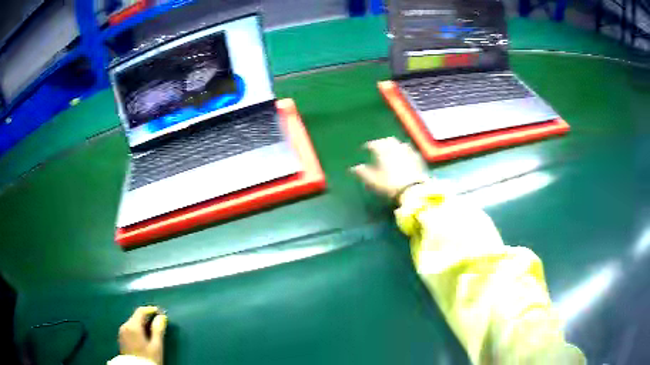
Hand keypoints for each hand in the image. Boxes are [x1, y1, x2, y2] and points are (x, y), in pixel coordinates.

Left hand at [118, 306, 166, 364]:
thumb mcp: (156, 346)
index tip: (160, 312)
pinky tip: (143, 337)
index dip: (151, 310)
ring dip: (141, 324)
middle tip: (157, 322)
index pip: (141, 311)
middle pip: (136, 317)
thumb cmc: (148, 358)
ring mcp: (121, 333)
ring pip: (132, 323)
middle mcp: (124, 326)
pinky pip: (129, 329)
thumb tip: (161, 317)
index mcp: (132, 326)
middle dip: (146, 318)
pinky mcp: (121, 339)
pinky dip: (137, 330)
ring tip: (151, 331)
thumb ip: (158, 330)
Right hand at [352, 137, 428, 201]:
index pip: (374, 144)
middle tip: (378, 147)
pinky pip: (409, 150)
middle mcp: (396, 147)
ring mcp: (408, 151)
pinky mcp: (418, 158)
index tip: (364, 148)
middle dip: (382, 142)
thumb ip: (363, 173)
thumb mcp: (373, 181)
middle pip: (388, 140)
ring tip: (391, 151)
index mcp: (383, 150)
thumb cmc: (390, 185)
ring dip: (394, 145)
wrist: (414, 190)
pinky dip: (404, 151)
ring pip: (399, 143)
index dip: (368, 146)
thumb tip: (353, 168)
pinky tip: (404, 157)